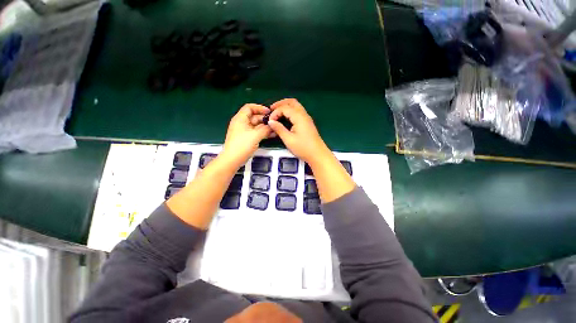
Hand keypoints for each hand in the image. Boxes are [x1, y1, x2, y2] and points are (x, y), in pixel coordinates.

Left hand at [222, 104, 271, 167]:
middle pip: (254, 116)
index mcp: (240, 119)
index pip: (249, 107)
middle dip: (264, 119)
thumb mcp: (255, 135)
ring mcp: (244, 131)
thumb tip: (272, 125)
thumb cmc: (242, 145)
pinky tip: (271, 135)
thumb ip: (265, 129)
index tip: (269, 112)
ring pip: (256, 125)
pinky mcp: (246, 138)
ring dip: (265, 127)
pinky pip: (256, 132)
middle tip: (275, 122)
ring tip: (275, 129)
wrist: (232, 160)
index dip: (259, 108)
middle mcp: (241, 123)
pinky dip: (263, 132)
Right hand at [268, 98, 329, 165]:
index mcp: (299, 117)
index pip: (285, 108)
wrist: (318, 155)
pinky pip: (298, 112)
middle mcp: (304, 115)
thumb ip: (279, 129)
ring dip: (286, 107)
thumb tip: (270, 122)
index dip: (275, 113)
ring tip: (276, 112)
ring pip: (295, 106)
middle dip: (281, 104)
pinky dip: (290, 112)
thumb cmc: (303, 148)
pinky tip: (285, 118)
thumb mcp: (288, 139)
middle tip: (271, 109)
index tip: (269, 121)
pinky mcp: (307, 123)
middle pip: (292, 102)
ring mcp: (306, 118)